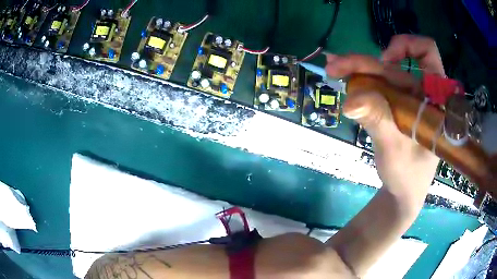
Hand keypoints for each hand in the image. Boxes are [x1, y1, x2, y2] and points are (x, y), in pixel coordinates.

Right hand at [326, 35, 440, 210]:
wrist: (402, 192)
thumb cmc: (408, 176)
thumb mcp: (395, 151)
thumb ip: (379, 122)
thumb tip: (351, 100)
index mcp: (434, 99)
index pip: (428, 54)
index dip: (408, 46)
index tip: (388, 60)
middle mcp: (421, 92)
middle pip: (394, 66)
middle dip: (365, 63)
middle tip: (336, 67)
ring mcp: (406, 99)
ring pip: (381, 75)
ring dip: (357, 69)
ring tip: (333, 69)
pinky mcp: (394, 107)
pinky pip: (376, 88)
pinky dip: (358, 82)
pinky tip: (342, 78)